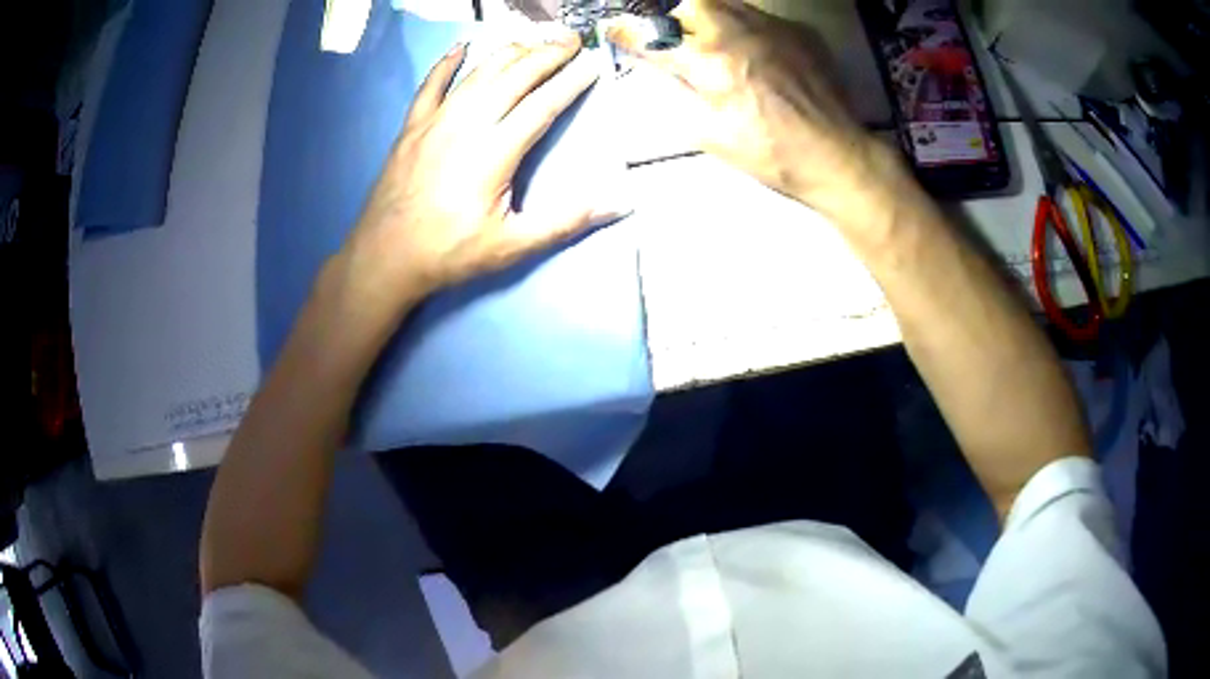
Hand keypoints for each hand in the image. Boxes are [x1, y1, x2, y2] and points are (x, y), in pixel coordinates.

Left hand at [344, 35, 605, 307]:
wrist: (385, 257)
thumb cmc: (450, 253)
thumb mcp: (512, 245)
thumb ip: (566, 221)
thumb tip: (619, 203)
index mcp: (495, 151)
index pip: (544, 104)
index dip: (572, 81)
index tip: (594, 63)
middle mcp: (467, 124)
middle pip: (514, 77)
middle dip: (547, 55)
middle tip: (571, 41)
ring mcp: (435, 121)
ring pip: (478, 74)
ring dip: (509, 54)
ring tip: (534, 43)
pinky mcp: (412, 126)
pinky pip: (431, 85)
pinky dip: (446, 63)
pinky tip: (460, 47)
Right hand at [607, 0, 901, 221]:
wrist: (835, 155)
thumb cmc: (769, 153)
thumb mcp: (708, 133)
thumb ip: (675, 92)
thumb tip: (650, 67)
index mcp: (710, 61)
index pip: (655, 36)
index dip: (629, 32)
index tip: (615, 30)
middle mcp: (737, 32)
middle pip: (692, 4)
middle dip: (677, 18)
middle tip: (681, 40)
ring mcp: (772, 27)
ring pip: (726, 3)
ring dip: (710, 17)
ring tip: (717, 42)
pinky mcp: (798, 31)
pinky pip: (760, 15)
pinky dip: (747, 27)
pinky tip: (757, 52)